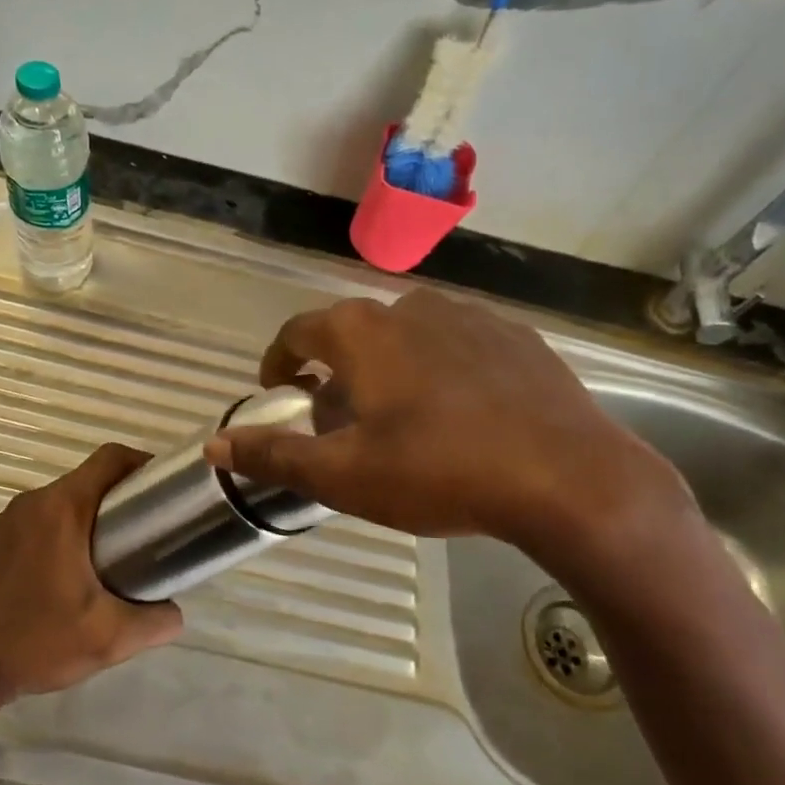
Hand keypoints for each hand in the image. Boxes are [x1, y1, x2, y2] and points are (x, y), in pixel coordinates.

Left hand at [0, 444, 182, 705]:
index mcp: (61, 509)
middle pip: (90, 477)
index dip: (144, 463)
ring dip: (97, 511)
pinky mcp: (0, 539)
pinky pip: (46, 516)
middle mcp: (34, 502)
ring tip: (123, 548)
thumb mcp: (109, 638)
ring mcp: (11, 519)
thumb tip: (176, 611)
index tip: (168, 490)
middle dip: (126, 493)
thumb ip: (156, 622)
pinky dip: (71, 525)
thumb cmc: (37, 644)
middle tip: (152, 527)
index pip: (110, 458)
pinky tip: (82, 566)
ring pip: (68, 497)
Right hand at [205, 290, 695, 580]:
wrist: (568, 477)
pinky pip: (457, 345)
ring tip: (401, 421)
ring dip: (388, 370)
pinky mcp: (515, 335)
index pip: (296, 332)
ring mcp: (469, 316)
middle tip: (341, 425)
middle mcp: (410, 307)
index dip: (278, 362)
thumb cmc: (440, 471)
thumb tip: (216, 444)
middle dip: (335, 375)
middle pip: (352, 335)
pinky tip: (460, 414)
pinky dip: (440, 370)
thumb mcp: (345, 476)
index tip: (279, 392)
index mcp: (362, 333)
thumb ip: (275, 454)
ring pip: (406, 337)